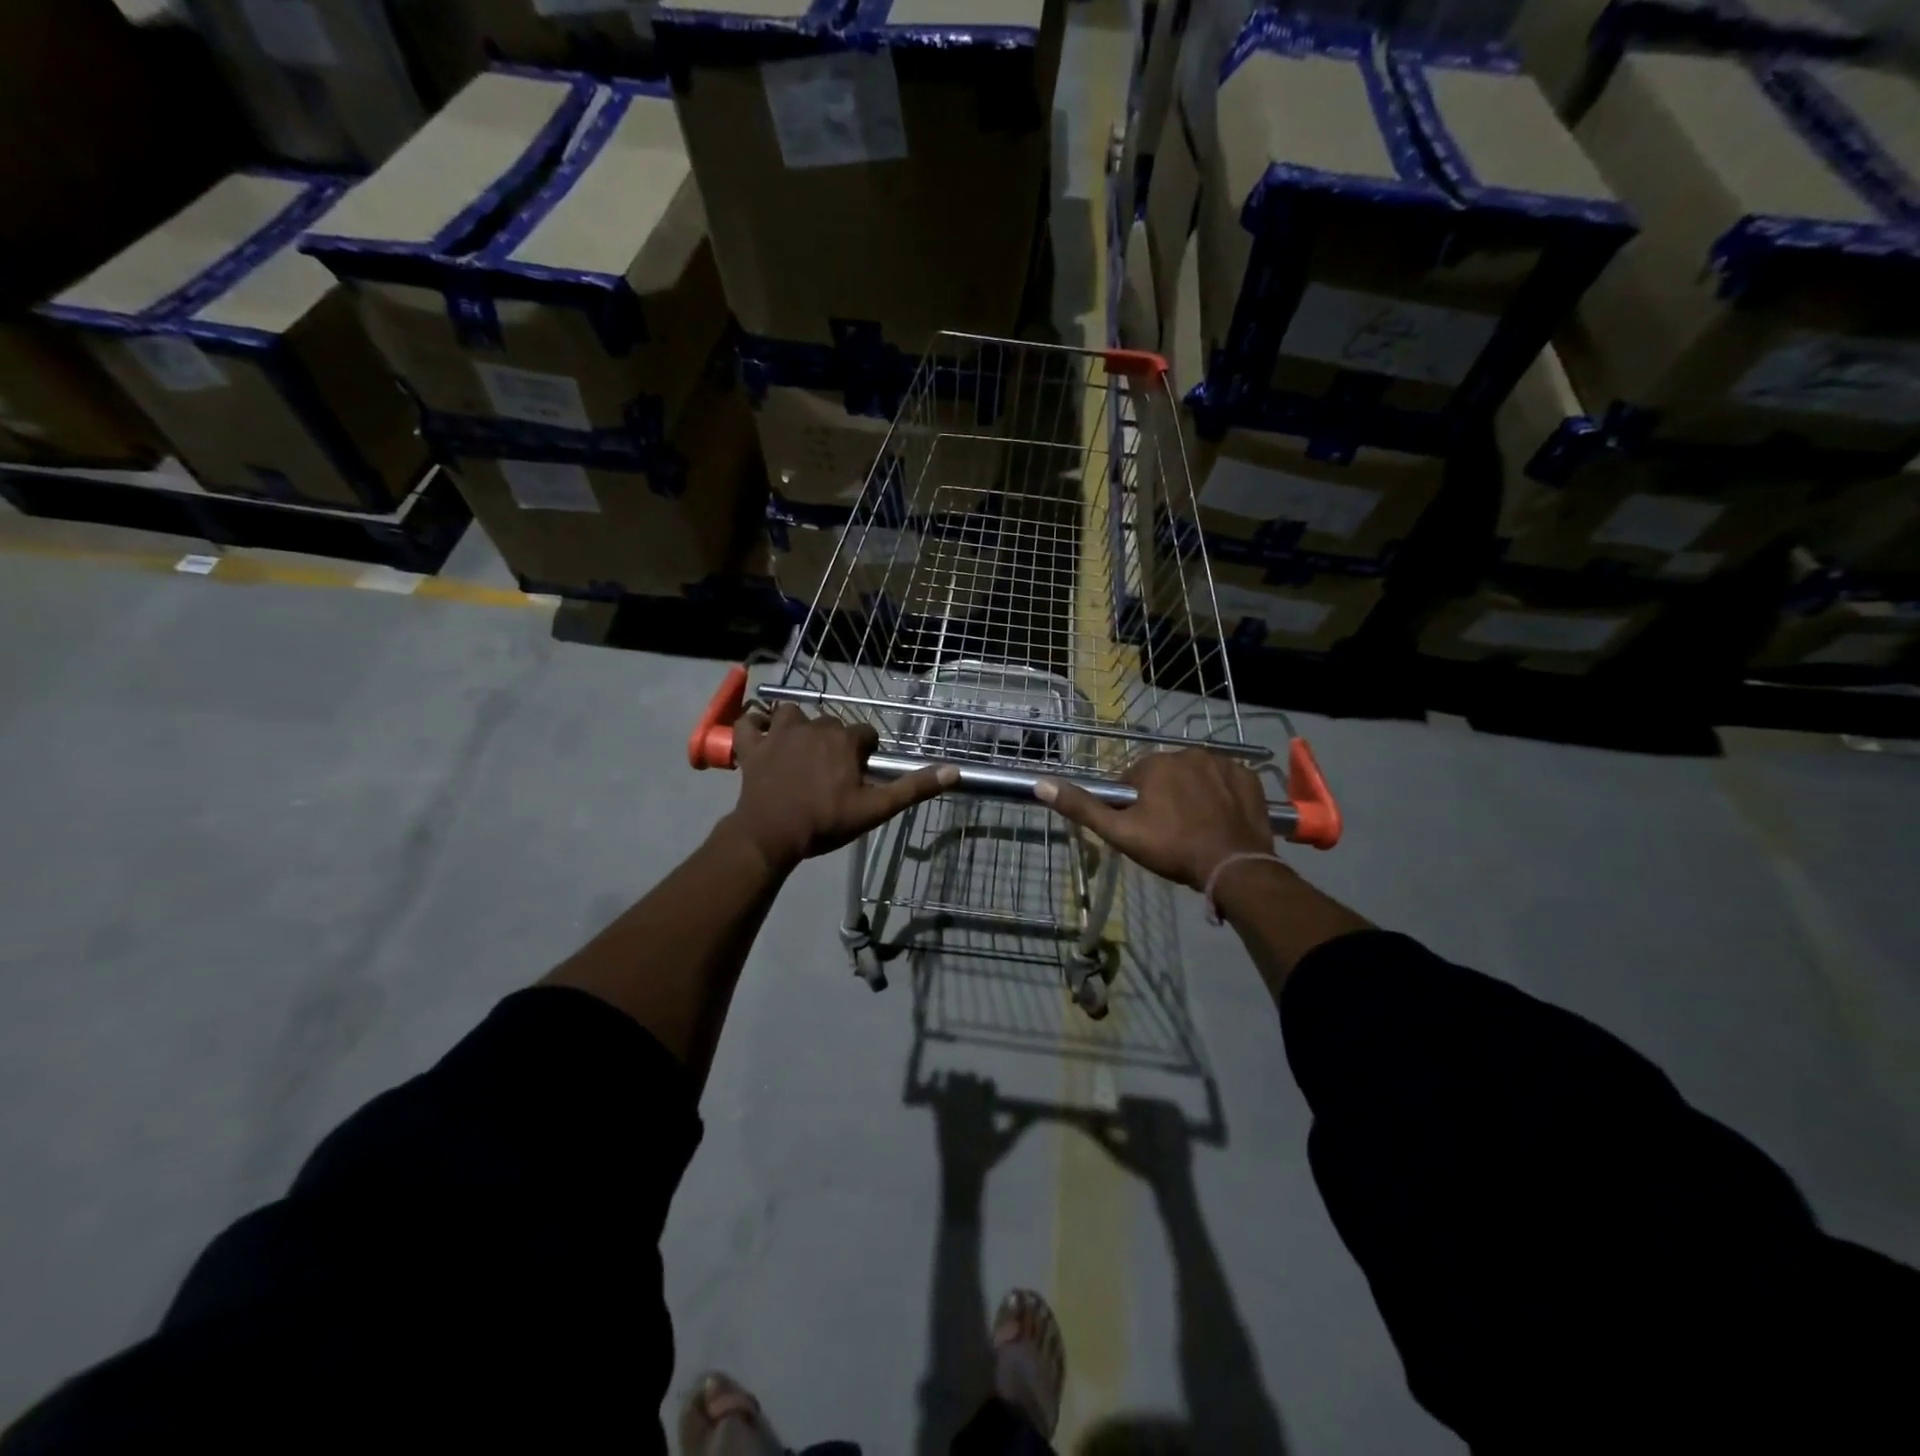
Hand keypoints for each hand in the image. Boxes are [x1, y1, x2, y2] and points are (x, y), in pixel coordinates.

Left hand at [726, 704, 956, 871]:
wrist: (772, 834)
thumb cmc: (826, 821)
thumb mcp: (875, 809)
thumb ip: (913, 788)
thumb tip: (954, 771)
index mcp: (845, 740)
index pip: (866, 733)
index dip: (866, 752)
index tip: (860, 774)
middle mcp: (814, 726)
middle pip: (832, 723)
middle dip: (835, 741)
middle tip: (832, 771)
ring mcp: (779, 733)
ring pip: (791, 713)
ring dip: (796, 725)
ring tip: (798, 747)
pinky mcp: (752, 745)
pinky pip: (749, 722)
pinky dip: (754, 726)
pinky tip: (759, 735)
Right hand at [1035, 749, 1275, 890]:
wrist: (1233, 867)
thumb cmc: (1172, 848)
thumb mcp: (1120, 833)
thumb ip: (1082, 807)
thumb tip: (1041, 784)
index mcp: (1155, 763)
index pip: (1134, 779)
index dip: (1134, 805)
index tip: (1144, 828)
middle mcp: (1189, 753)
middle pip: (1165, 774)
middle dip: (1163, 797)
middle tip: (1169, 831)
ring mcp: (1223, 763)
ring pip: (1195, 776)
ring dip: (1192, 794)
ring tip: (1196, 828)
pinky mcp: (1249, 777)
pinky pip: (1226, 781)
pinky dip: (1221, 795)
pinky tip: (1220, 819)